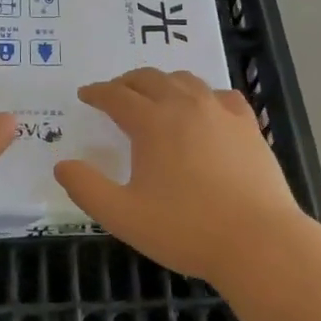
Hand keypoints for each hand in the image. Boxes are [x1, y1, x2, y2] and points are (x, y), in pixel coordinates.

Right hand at [53, 68, 307, 284]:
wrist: (258, 241)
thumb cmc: (185, 229)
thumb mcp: (123, 216)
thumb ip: (87, 188)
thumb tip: (62, 165)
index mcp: (152, 123)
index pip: (117, 96)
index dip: (97, 93)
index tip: (85, 95)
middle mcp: (185, 105)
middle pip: (149, 79)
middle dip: (126, 82)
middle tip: (114, 94)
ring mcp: (220, 111)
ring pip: (185, 80)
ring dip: (162, 82)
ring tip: (154, 96)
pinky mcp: (248, 125)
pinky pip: (221, 95)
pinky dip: (203, 95)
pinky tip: (204, 108)